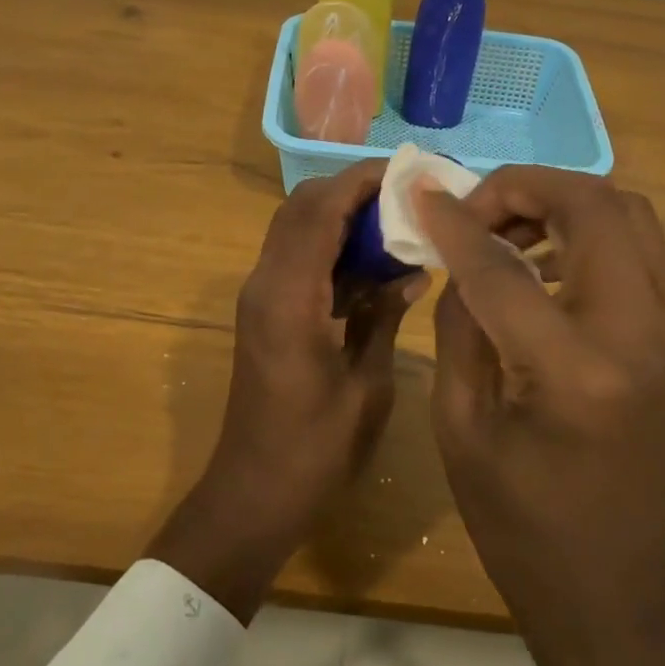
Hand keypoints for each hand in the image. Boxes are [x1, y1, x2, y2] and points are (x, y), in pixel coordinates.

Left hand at [149, 161, 425, 623]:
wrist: (253, 493)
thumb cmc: (315, 449)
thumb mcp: (366, 385)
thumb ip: (384, 316)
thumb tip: (411, 270)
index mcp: (289, 296)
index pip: (321, 210)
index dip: (363, 181)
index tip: (408, 172)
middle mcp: (265, 283)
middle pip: (302, 207)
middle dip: (352, 190)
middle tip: (406, 197)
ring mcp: (260, 296)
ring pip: (297, 227)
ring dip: (342, 215)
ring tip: (397, 222)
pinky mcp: (264, 311)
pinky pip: (297, 256)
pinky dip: (332, 245)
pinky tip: (374, 264)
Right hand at [416, 168, 664, 665]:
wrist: (614, 586)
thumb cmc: (519, 521)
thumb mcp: (461, 423)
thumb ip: (461, 321)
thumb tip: (459, 251)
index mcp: (577, 372)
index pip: (505, 266)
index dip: (455, 222)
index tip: (420, 193)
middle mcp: (642, 336)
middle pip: (595, 206)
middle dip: (525, 187)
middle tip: (474, 210)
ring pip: (629, 214)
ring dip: (562, 202)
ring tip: (505, 229)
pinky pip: (637, 250)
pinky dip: (587, 232)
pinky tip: (541, 262)